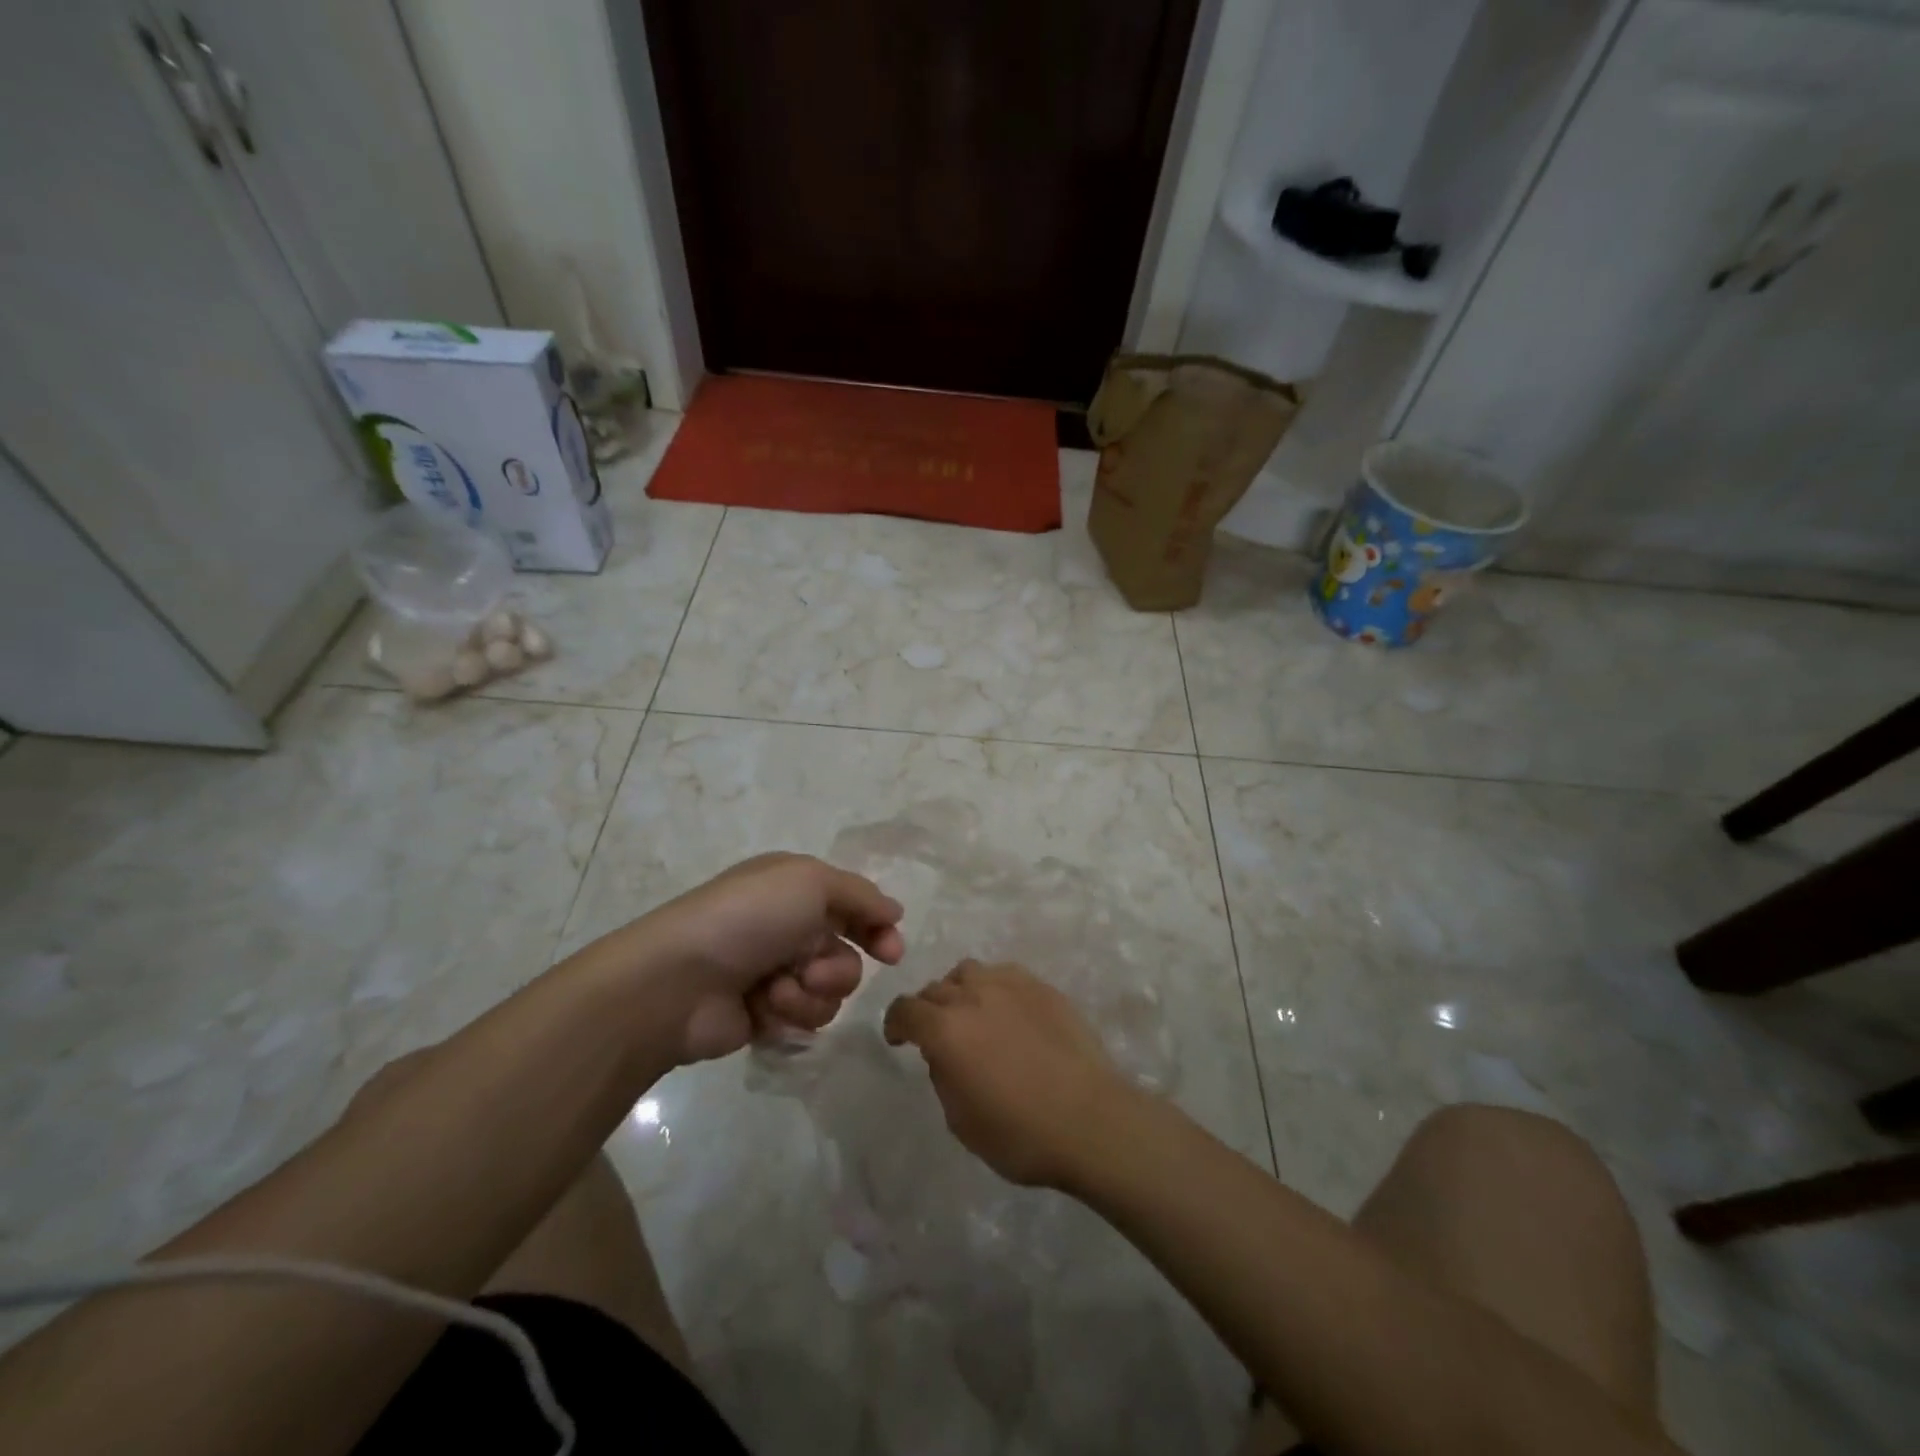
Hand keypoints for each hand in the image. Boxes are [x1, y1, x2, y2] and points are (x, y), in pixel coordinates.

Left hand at [601, 853, 904, 1064]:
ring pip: (830, 993)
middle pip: (847, 955)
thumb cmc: (748, 918)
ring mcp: (776, 973)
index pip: (853, 906)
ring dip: (810, 994)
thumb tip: (894, 911)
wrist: (679, 980)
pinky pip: (805, 1020)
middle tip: (813, 971)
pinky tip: (761, 1008)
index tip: (891, 953)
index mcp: (795, 888)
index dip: (877, 928)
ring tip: (776, 990)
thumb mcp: (811, 882)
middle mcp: (789, 928)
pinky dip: (788, 1014)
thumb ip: (861, 895)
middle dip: (836, 969)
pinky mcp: (765, 1014)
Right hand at [883, 960, 1136, 1189]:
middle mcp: (972, 996)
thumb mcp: (961, 1121)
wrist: (1091, 1120)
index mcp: (946, 1030)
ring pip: (968, 972)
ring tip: (970, 1014)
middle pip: (935, 988)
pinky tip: (1006, 1010)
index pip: (905, 1009)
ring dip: (958, 990)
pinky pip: (1004, 974)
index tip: (898, 1039)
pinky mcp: (1042, 987)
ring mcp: (1010, 985)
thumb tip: (944, 1054)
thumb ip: (942, 1077)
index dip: (895, 1023)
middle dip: (927, 1009)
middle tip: (936, 1034)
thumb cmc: (1020, 1134)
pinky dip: (993, 988)